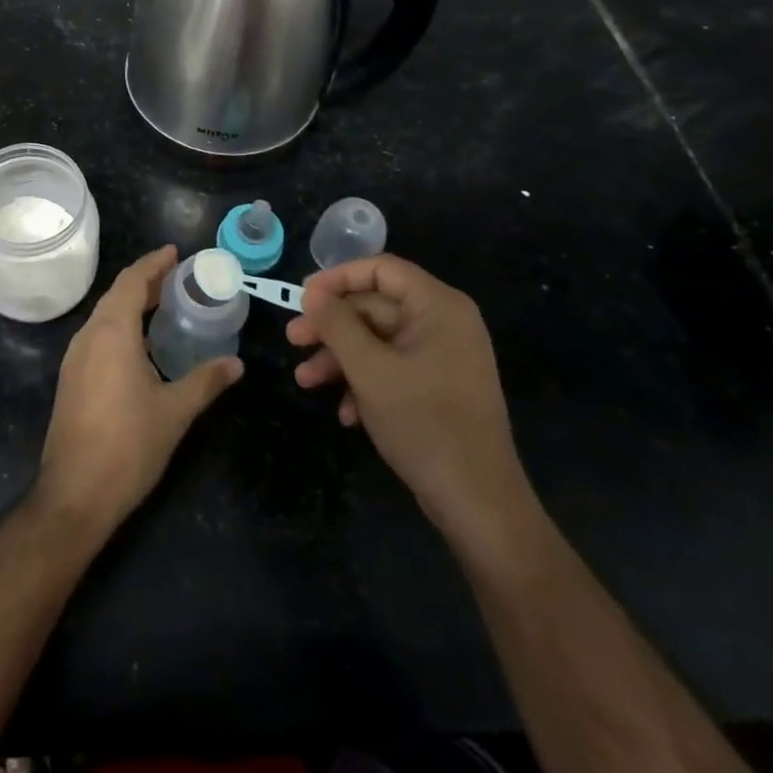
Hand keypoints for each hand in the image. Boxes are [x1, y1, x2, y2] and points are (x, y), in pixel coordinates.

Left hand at [37, 245, 242, 534]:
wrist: (74, 494)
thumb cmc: (128, 446)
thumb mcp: (175, 412)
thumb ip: (206, 381)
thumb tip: (237, 363)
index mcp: (112, 333)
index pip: (132, 282)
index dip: (153, 263)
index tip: (175, 252)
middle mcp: (88, 336)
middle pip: (116, 294)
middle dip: (145, 281)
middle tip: (178, 278)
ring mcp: (75, 358)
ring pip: (104, 315)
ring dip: (131, 303)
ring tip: (163, 305)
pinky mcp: (71, 379)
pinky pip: (97, 335)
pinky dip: (120, 325)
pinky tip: (140, 344)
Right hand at [288, 254, 533, 552]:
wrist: (478, 503)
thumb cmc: (424, 423)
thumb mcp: (369, 370)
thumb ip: (336, 324)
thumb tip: (312, 293)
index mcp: (438, 306)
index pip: (381, 269)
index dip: (338, 278)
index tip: (303, 298)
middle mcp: (444, 323)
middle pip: (375, 307)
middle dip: (332, 327)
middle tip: (293, 341)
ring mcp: (443, 356)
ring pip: (378, 340)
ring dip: (340, 358)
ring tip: (306, 381)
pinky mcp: (438, 386)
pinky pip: (393, 367)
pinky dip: (365, 383)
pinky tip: (345, 413)